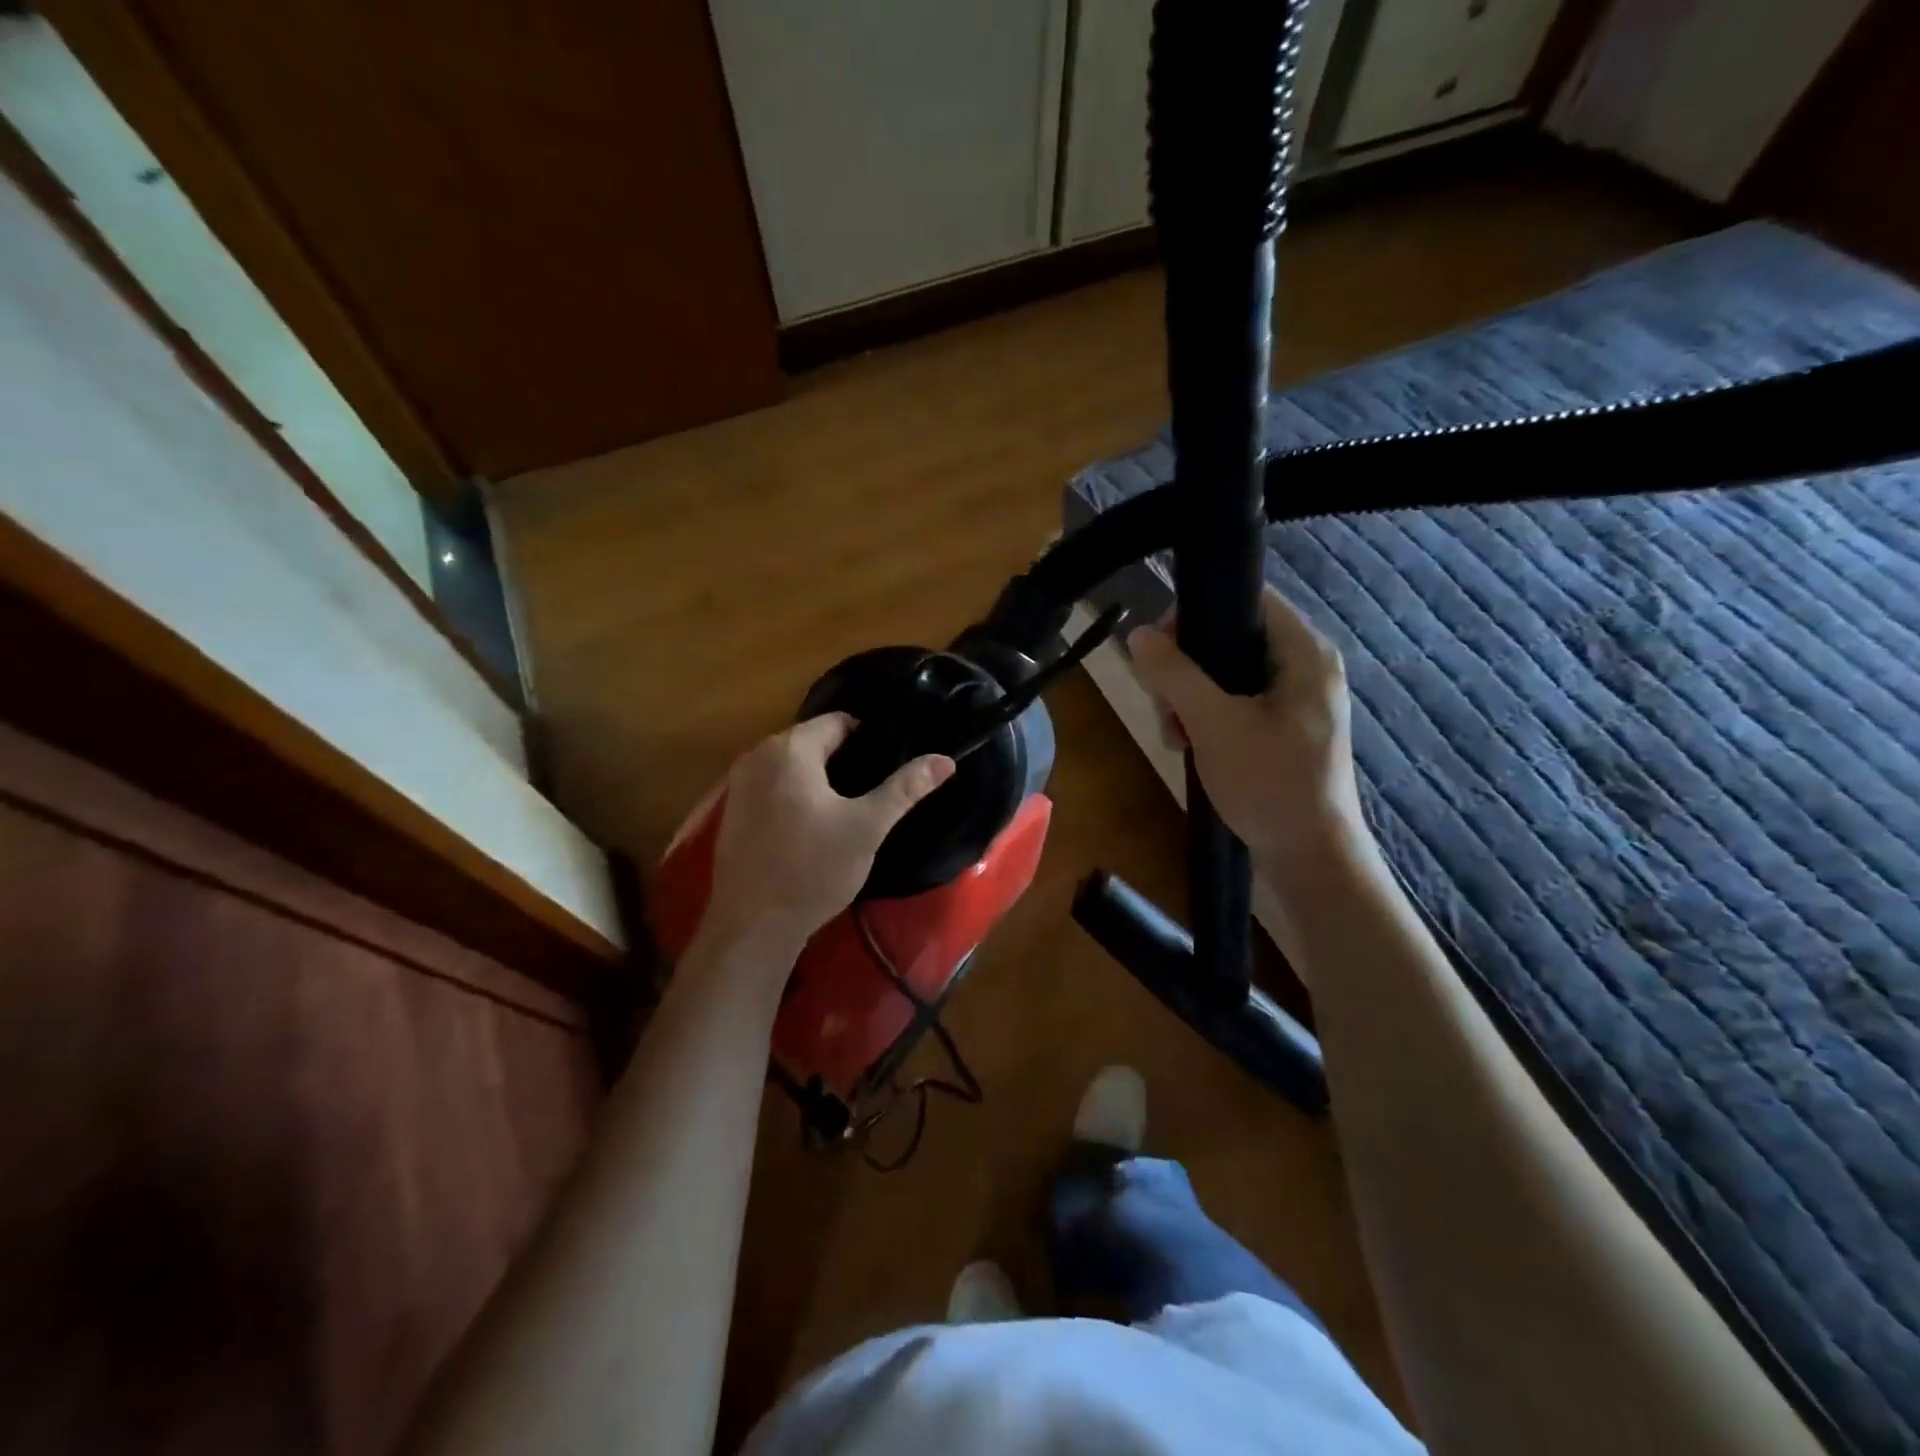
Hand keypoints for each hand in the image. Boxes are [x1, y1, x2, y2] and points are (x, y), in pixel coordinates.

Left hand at [699, 714, 954, 973]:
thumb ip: (905, 788)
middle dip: (847, 759)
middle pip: (814, 741)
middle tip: (877, 789)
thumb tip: (945, 760)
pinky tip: (816, 824)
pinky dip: (797, 794)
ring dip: (822, 778)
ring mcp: (739, 782)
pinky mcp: (733, 809)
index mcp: (789, 748)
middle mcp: (758, 754)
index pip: (839, 722)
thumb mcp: (867, 827)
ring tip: (853, 806)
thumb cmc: (813, 869)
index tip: (893, 764)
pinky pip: (775, 785)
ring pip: (794, 765)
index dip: (871, 739)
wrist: (753, 925)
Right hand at [1129, 586, 1372, 902]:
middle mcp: (1304, 668)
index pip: (1248, 598)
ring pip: (1225, 676)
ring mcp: (1294, 701)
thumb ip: (1174, 675)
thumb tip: (1137, 633)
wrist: (1308, 858)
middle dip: (1186, 670)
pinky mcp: (1282, 730)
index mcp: (1305, 652)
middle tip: (1164, 706)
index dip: (1198, 612)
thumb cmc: (1269, 783)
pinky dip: (1206, 720)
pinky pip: (1234, 705)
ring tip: (1175, 736)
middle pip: (1230, 639)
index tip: (1159, 646)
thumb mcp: (1213, 724)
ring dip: (1189, 701)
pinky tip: (1189, 747)